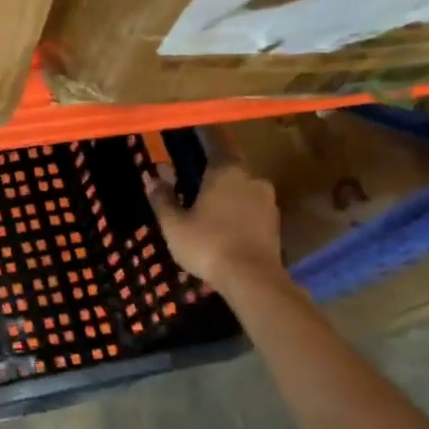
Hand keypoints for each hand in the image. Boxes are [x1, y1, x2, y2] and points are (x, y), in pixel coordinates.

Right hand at [144, 161, 285, 291]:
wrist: (252, 278)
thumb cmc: (207, 244)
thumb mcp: (174, 224)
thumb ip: (162, 198)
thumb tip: (152, 178)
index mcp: (225, 171)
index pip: (212, 150)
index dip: (198, 157)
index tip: (185, 166)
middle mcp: (250, 177)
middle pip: (228, 171)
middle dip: (212, 180)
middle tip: (193, 195)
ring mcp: (268, 199)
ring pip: (242, 190)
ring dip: (228, 198)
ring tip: (209, 216)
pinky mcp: (276, 221)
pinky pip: (252, 209)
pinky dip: (240, 215)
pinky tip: (226, 231)